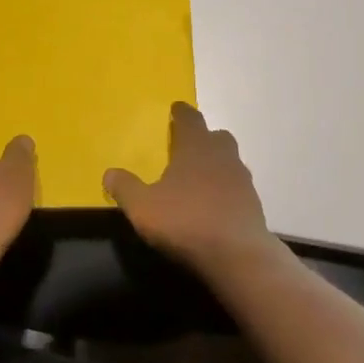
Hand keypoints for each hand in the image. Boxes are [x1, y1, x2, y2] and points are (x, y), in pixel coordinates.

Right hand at [104, 103, 273, 271]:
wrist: (238, 254)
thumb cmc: (186, 221)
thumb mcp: (143, 207)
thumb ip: (125, 188)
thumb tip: (109, 173)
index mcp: (195, 147)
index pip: (190, 119)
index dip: (181, 112)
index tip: (177, 108)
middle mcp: (222, 155)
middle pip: (216, 136)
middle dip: (203, 137)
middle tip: (188, 145)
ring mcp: (242, 178)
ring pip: (229, 160)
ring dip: (216, 163)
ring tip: (200, 176)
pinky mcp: (254, 202)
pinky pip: (237, 185)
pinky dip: (226, 188)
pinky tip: (215, 203)